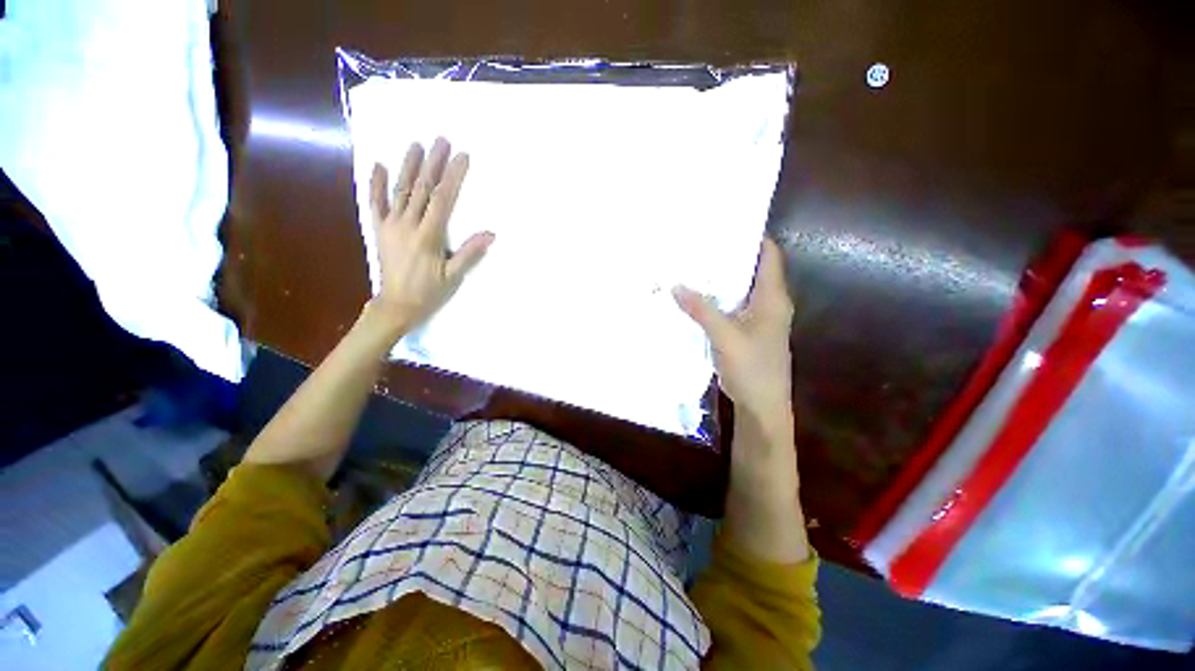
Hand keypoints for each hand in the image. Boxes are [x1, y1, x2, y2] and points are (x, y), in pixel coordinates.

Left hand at [368, 138, 493, 336]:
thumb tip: (491, 234)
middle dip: (433, 163)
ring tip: (416, 144)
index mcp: (428, 236)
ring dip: (409, 166)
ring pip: (400, 190)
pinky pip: (375, 203)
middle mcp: (407, 225)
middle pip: (422, 188)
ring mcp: (390, 225)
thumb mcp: (453, 276)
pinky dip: (377, 184)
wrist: (396, 305)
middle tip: (441, 140)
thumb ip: (470, 254)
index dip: (453, 177)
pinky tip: (380, 166)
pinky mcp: (379, 229)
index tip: (462, 157)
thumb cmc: (429, 293)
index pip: (443, 199)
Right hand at [673, 238, 793, 421]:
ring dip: (722, 279)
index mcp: (773, 298)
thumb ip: (701, 309)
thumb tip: (675, 285)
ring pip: (741, 289)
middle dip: (729, 256)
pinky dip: (718, 298)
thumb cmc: (751, 368)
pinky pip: (733, 306)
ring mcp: (759, 319)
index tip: (725, 225)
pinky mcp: (749, 332)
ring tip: (695, 264)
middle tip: (701, 243)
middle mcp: (769, 303)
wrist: (762, 406)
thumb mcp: (724, 336)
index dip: (751, 237)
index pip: (768, 255)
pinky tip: (698, 296)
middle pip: (753, 270)